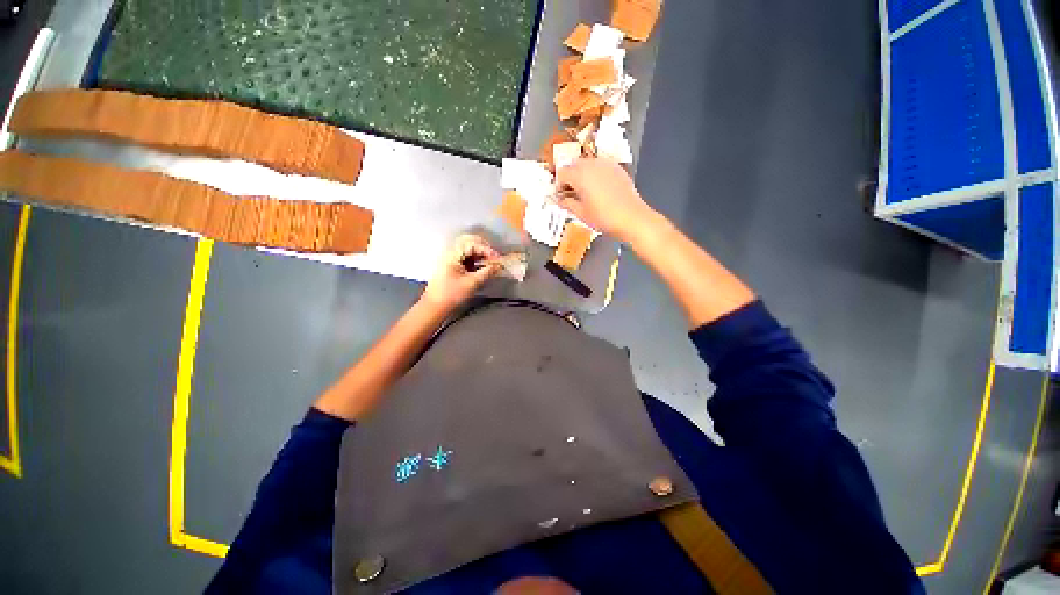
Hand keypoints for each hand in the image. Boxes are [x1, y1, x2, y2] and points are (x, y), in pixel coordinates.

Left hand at [421, 234, 501, 312]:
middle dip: (484, 247)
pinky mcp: (451, 265)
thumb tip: (499, 265)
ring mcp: (450, 258)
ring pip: (467, 249)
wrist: (434, 306)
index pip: (472, 244)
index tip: (497, 258)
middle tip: (494, 257)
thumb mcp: (472, 283)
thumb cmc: (451, 295)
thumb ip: (487, 272)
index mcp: (452, 254)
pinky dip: (475, 259)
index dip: (487, 249)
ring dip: (480, 253)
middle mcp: (450, 252)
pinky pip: (465, 256)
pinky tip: (482, 266)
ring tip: (490, 262)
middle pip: (469, 242)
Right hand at [556, 158, 660, 242]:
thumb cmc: (603, 218)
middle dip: (570, 177)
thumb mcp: (581, 213)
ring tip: (584, 192)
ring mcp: (606, 164)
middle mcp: (592, 164)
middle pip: (574, 165)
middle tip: (570, 193)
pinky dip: (595, 175)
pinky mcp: (617, 169)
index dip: (558, 185)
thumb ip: (567, 203)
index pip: (562, 173)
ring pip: (588, 164)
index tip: (561, 196)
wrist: (632, 218)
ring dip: (582, 175)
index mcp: (580, 175)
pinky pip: (600, 167)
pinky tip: (598, 190)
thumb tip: (561, 200)